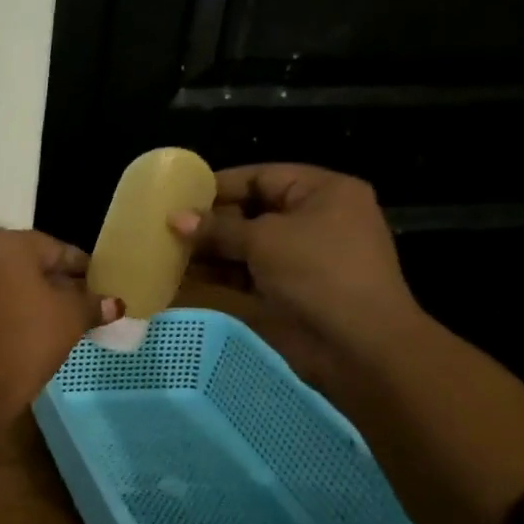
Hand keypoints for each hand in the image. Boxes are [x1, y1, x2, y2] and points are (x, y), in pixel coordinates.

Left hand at [0, 229, 119, 418]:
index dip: (82, 269)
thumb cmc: (25, 341)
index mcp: (9, 243)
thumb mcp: (70, 319)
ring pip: (5, 278)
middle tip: (80, 303)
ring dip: (30, 292)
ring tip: (56, 317)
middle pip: (28, 260)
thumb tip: (114, 303)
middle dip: (55, 279)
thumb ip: (92, 304)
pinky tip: (25, 326)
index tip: (100, 288)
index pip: (57, 249)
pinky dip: (7, 305)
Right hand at [170, 164, 421, 384]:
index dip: (218, 185)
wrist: (359, 345)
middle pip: (251, 212)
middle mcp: (313, 221)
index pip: (261, 177)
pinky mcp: (286, 291)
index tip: (177, 195)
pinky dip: (217, 275)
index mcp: (323, 193)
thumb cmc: (318, 273)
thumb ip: (217, 228)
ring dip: (208, 250)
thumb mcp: (264, 240)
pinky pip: (245, 275)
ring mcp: (300, 259)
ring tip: (165, 250)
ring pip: (245, 246)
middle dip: (208, 220)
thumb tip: (174, 218)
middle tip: (163, 225)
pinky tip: (181, 276)